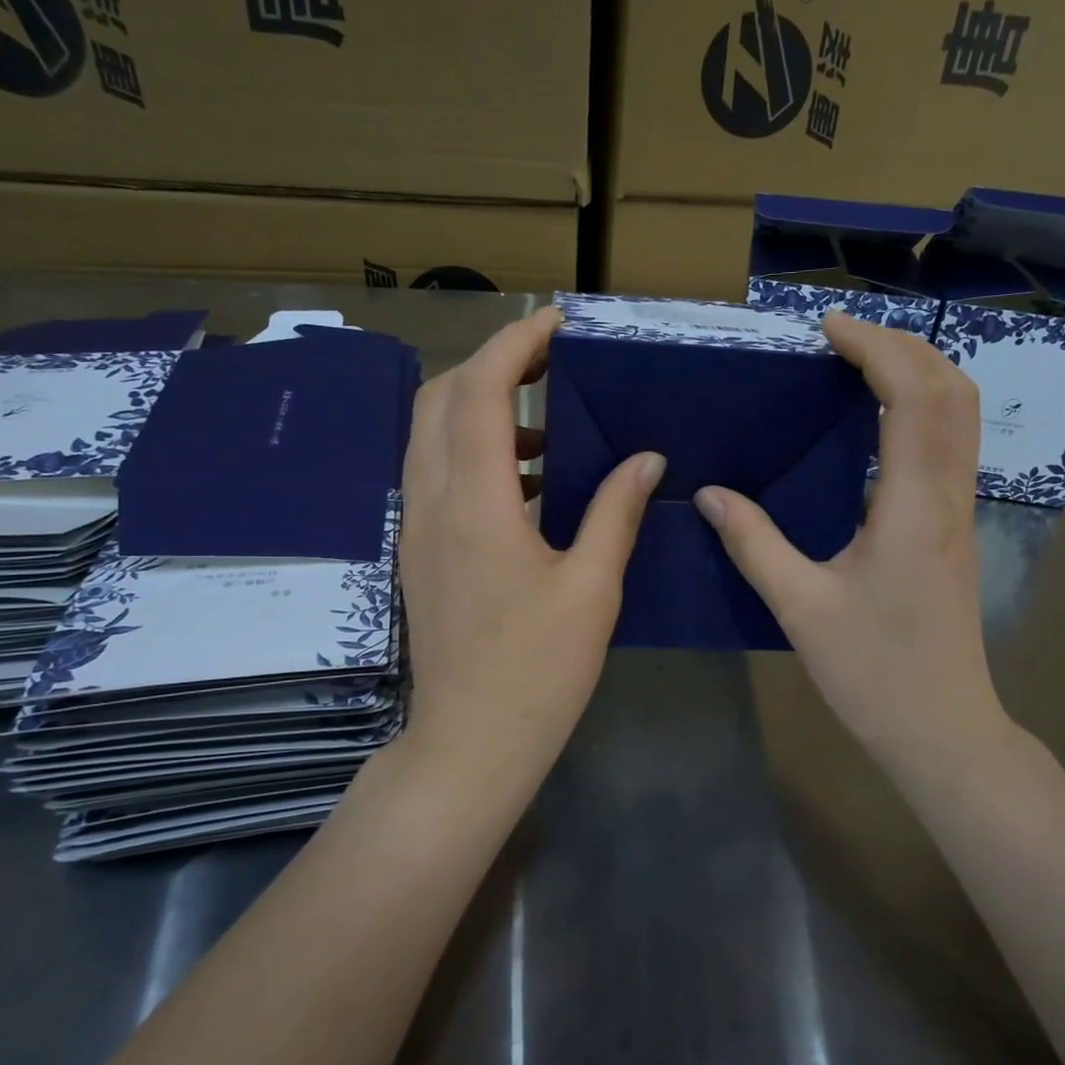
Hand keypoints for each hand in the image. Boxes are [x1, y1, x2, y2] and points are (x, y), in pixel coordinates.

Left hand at [400, 307, 664, 777]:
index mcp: (474, 504)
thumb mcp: (592, 588)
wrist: (469, 742)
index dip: (514, 344)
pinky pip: (435, 473)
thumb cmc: (538, 670)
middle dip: (490, 365)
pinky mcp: (419, 551)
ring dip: (478, 408)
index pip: (478, 391)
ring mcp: (417, 527)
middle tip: (549, 363)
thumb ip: (616, 512)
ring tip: (545, 421)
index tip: (556, 322)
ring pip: (430, 434)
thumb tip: (647, 459)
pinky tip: (524, 480)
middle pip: (440, 399)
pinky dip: (471, 451)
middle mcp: (431, 502)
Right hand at [695, 312, 1004, 767]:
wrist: (942, 728)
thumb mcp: (800, 607)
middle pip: (950, 390)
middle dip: (901, 346)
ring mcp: (960, 512)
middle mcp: (948, 496)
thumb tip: (709, 494)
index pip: (911, 397)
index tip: (827, 327)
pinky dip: (923, 407)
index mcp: (912, 506)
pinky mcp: (956, 529)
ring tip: (859, 362)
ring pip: (960, 415)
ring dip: (918, 372)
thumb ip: (754, 543)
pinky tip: (879, 420)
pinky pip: (951, 444)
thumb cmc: (873, 672)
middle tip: (840, 336)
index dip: (875, 348)